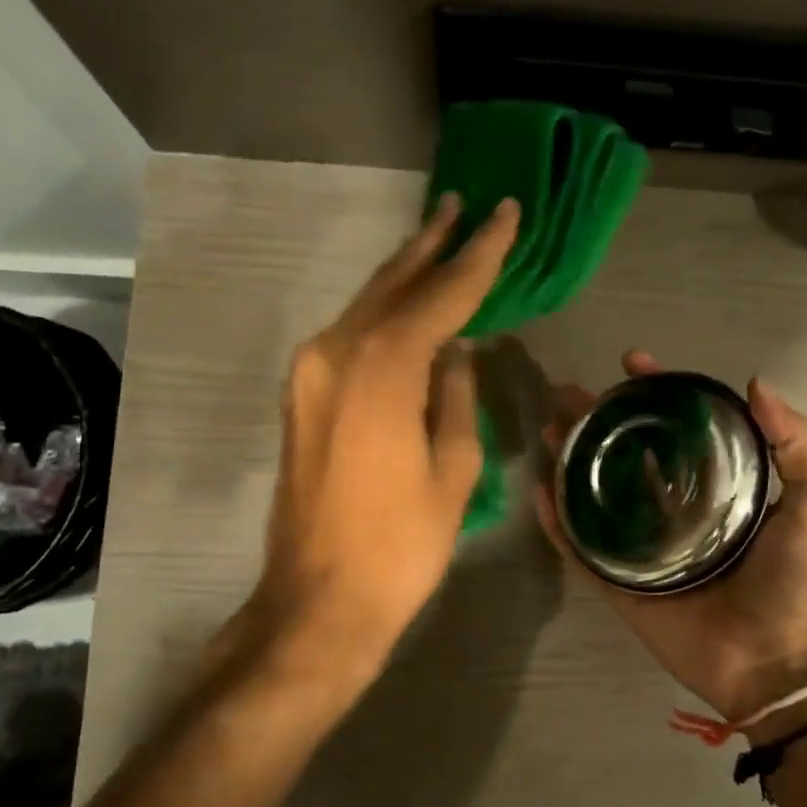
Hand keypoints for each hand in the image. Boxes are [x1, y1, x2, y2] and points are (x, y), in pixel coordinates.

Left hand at [251, 193, 519, 657]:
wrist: (319, 600)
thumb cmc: (401, 543)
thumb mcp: (452, 468)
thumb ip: (456, 396)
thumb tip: (457, 351)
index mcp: (382, 367)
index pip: (442, 294)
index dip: (479, 255)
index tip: (505, 214)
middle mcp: (336, 353)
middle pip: (393, 285)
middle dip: (432, 245)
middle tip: (464, 206)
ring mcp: (310, 374)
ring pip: (366, 306)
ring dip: (404, 274)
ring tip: (438, 240)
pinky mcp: (301, 397)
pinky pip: (349, 336)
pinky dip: (382, 312)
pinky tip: (405, 305)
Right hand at [534, 352, 806, 722]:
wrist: (775, 660)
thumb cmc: (795, 581)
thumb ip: (796, 444)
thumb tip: (755, 383)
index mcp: (718, 485)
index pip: (679, 427)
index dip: (656, 391)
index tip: (631, 362)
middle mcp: (675, 507)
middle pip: (628, 453)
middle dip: (598, 421)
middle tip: (567, 395)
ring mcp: (643, 545)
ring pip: (598, 494)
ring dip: (572, 460)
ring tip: (549, 432)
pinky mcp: (620, 582)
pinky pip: (582, 547)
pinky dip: (559, 522)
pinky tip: (542, 491)